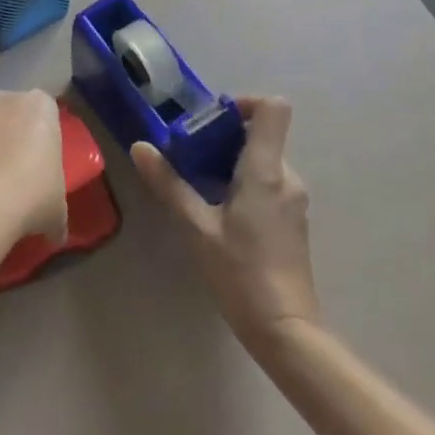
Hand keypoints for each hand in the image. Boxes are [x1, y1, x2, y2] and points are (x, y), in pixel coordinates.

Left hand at [0, 90, 67, 244]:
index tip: (46, 161)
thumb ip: (57, 212)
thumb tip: (56, 232)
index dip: (46, 136)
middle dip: (16, 137)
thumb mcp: (59, 208)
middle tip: (23, 172)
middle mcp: (8, 100)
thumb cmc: (36, 191)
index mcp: (41, 105)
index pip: (47, 112)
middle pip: (14, 114)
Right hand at [132, 96, 319, 346]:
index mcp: (267, 170)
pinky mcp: (293, 220)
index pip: (274, 109)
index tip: (213, 117)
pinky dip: (243, 182)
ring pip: (263, 160)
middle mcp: (287, 177)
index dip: (246, 101)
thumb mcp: (197, 227)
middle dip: (225, 136)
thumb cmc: (242, 274)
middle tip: (189, 152)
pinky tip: (219, 209)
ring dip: (232, 161)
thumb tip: (140, 147)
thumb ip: (169, 184)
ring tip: (198, 181)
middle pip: (262, 134)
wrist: (287, 332)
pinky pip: (269, 182)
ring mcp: (294, 200)